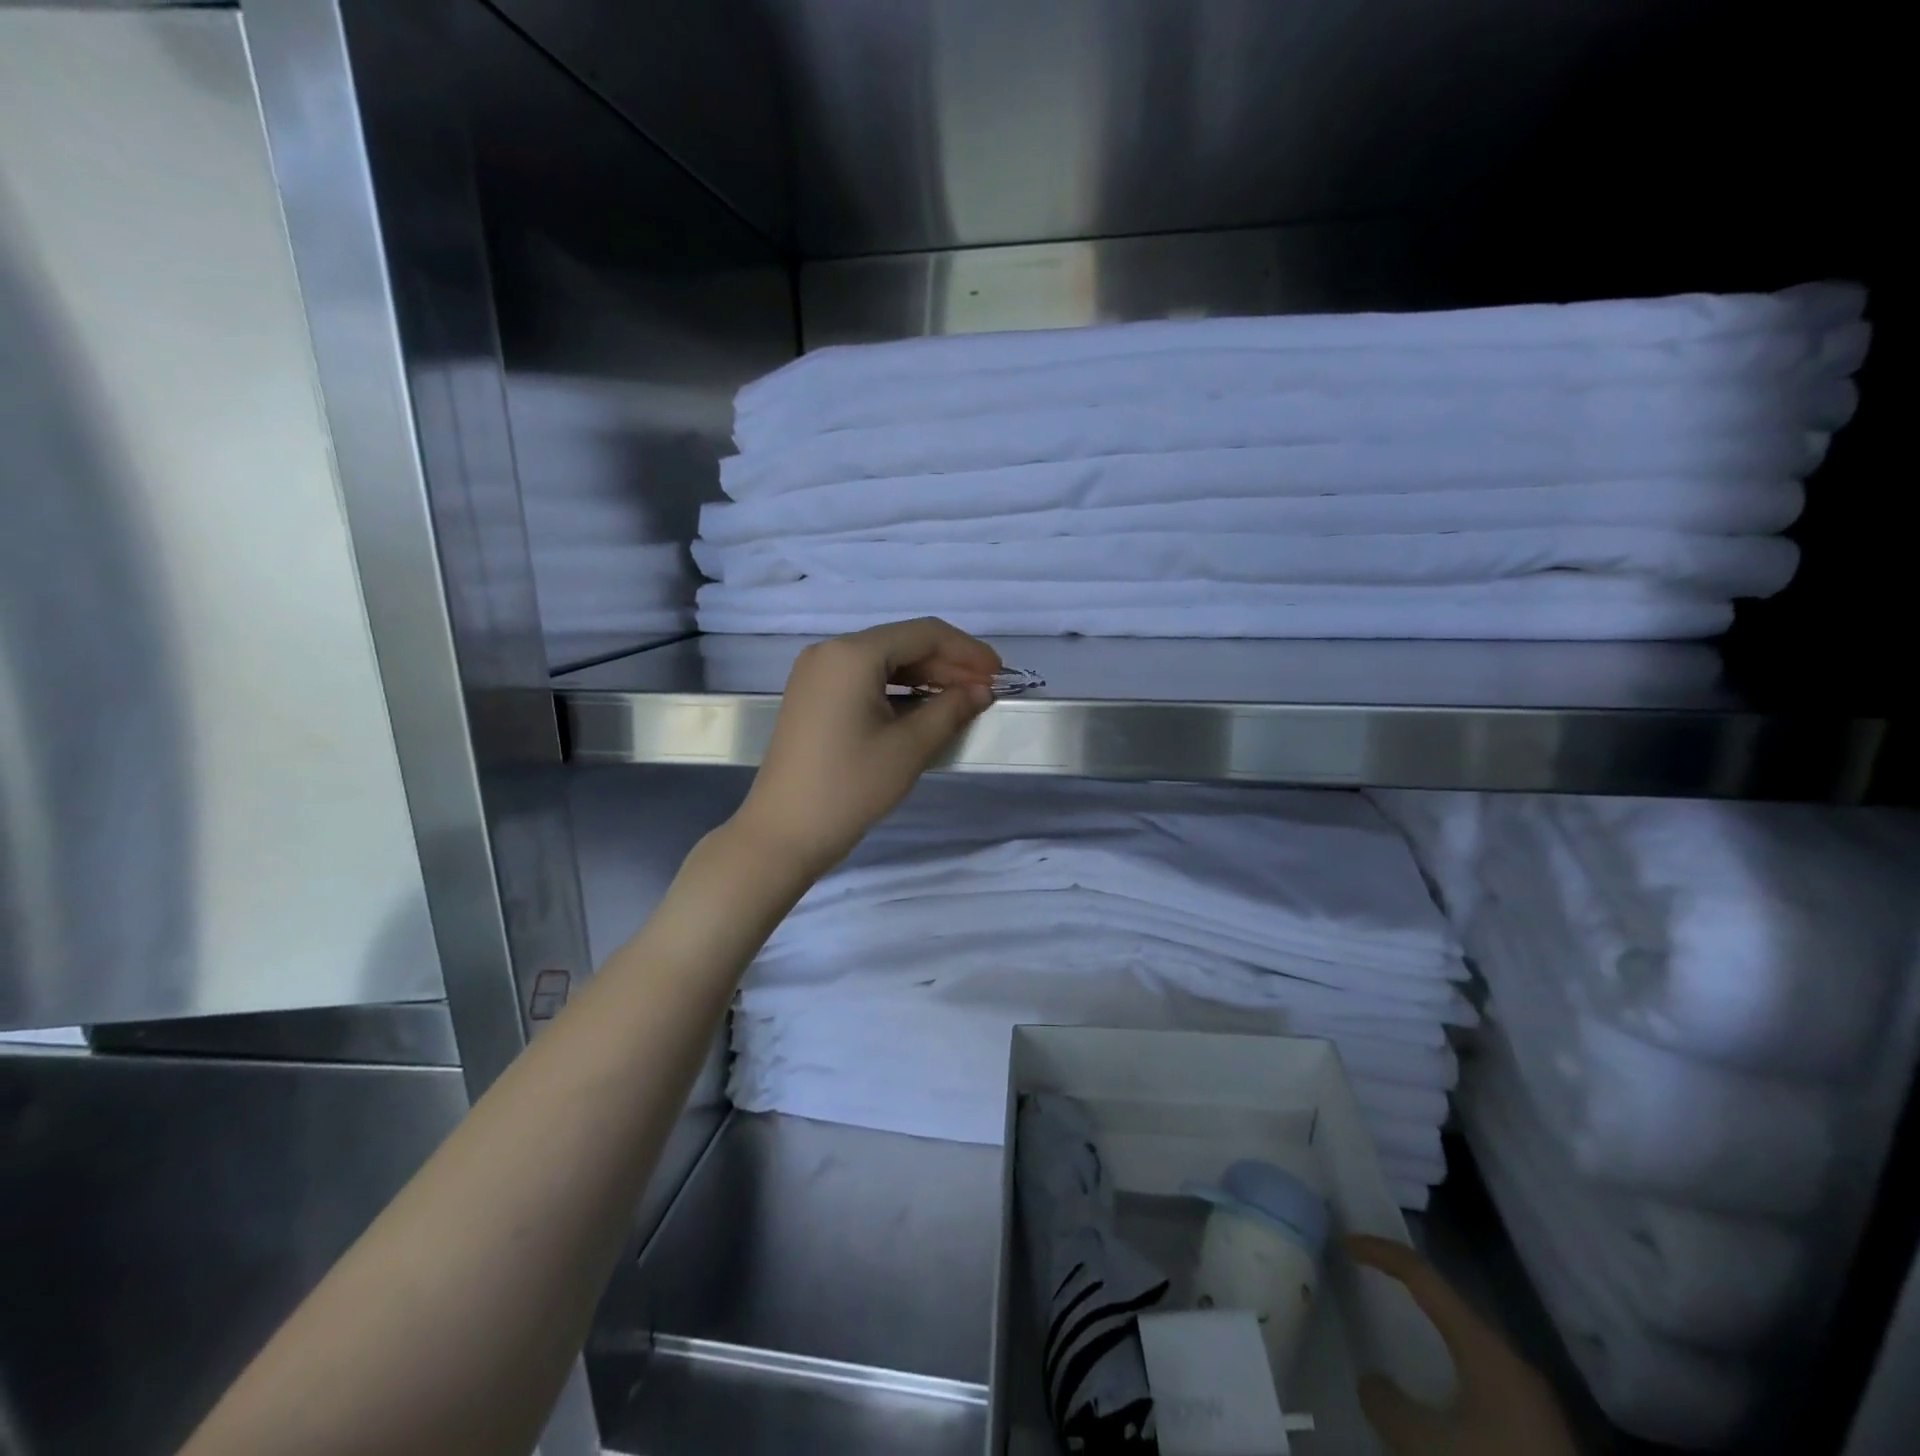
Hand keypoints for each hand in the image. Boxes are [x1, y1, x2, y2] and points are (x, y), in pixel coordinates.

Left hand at [731, 618, 1001, 877]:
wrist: (783, 832)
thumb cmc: (849, 787)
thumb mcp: (909, 748)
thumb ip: (950, 710)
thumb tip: (981, 691)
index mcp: (853, 654)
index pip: (923, 634)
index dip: (966, 651)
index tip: (998, 674)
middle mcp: (830, 652)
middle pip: (902, 644)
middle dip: (947, 665)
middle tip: (984, 692)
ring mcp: (816, 674)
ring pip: (883, 663)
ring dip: (924, 679)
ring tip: (961, 702)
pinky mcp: (812, 697)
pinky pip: (864, 681)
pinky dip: (897, 692)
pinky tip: (923, 711)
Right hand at [1347, 1235, 1578, 1455]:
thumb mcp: (1426, 1446)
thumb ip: (1388, 1403)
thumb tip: (1373, 1382)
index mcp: (1484, 1347)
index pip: (1422, 1275)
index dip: (1381, 1252)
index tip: (1345, 1243)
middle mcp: (1511, 1361)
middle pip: (1449, 1304)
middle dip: (1407, 1287)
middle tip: (1369, 1280)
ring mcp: (1531, 1400)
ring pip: (1469, 1344)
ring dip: (1430, 1331)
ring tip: (1397, 1333)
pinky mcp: (1541, 1434)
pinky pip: (1483, 1379)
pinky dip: (1449, 1367)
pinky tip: (1438, 1398)